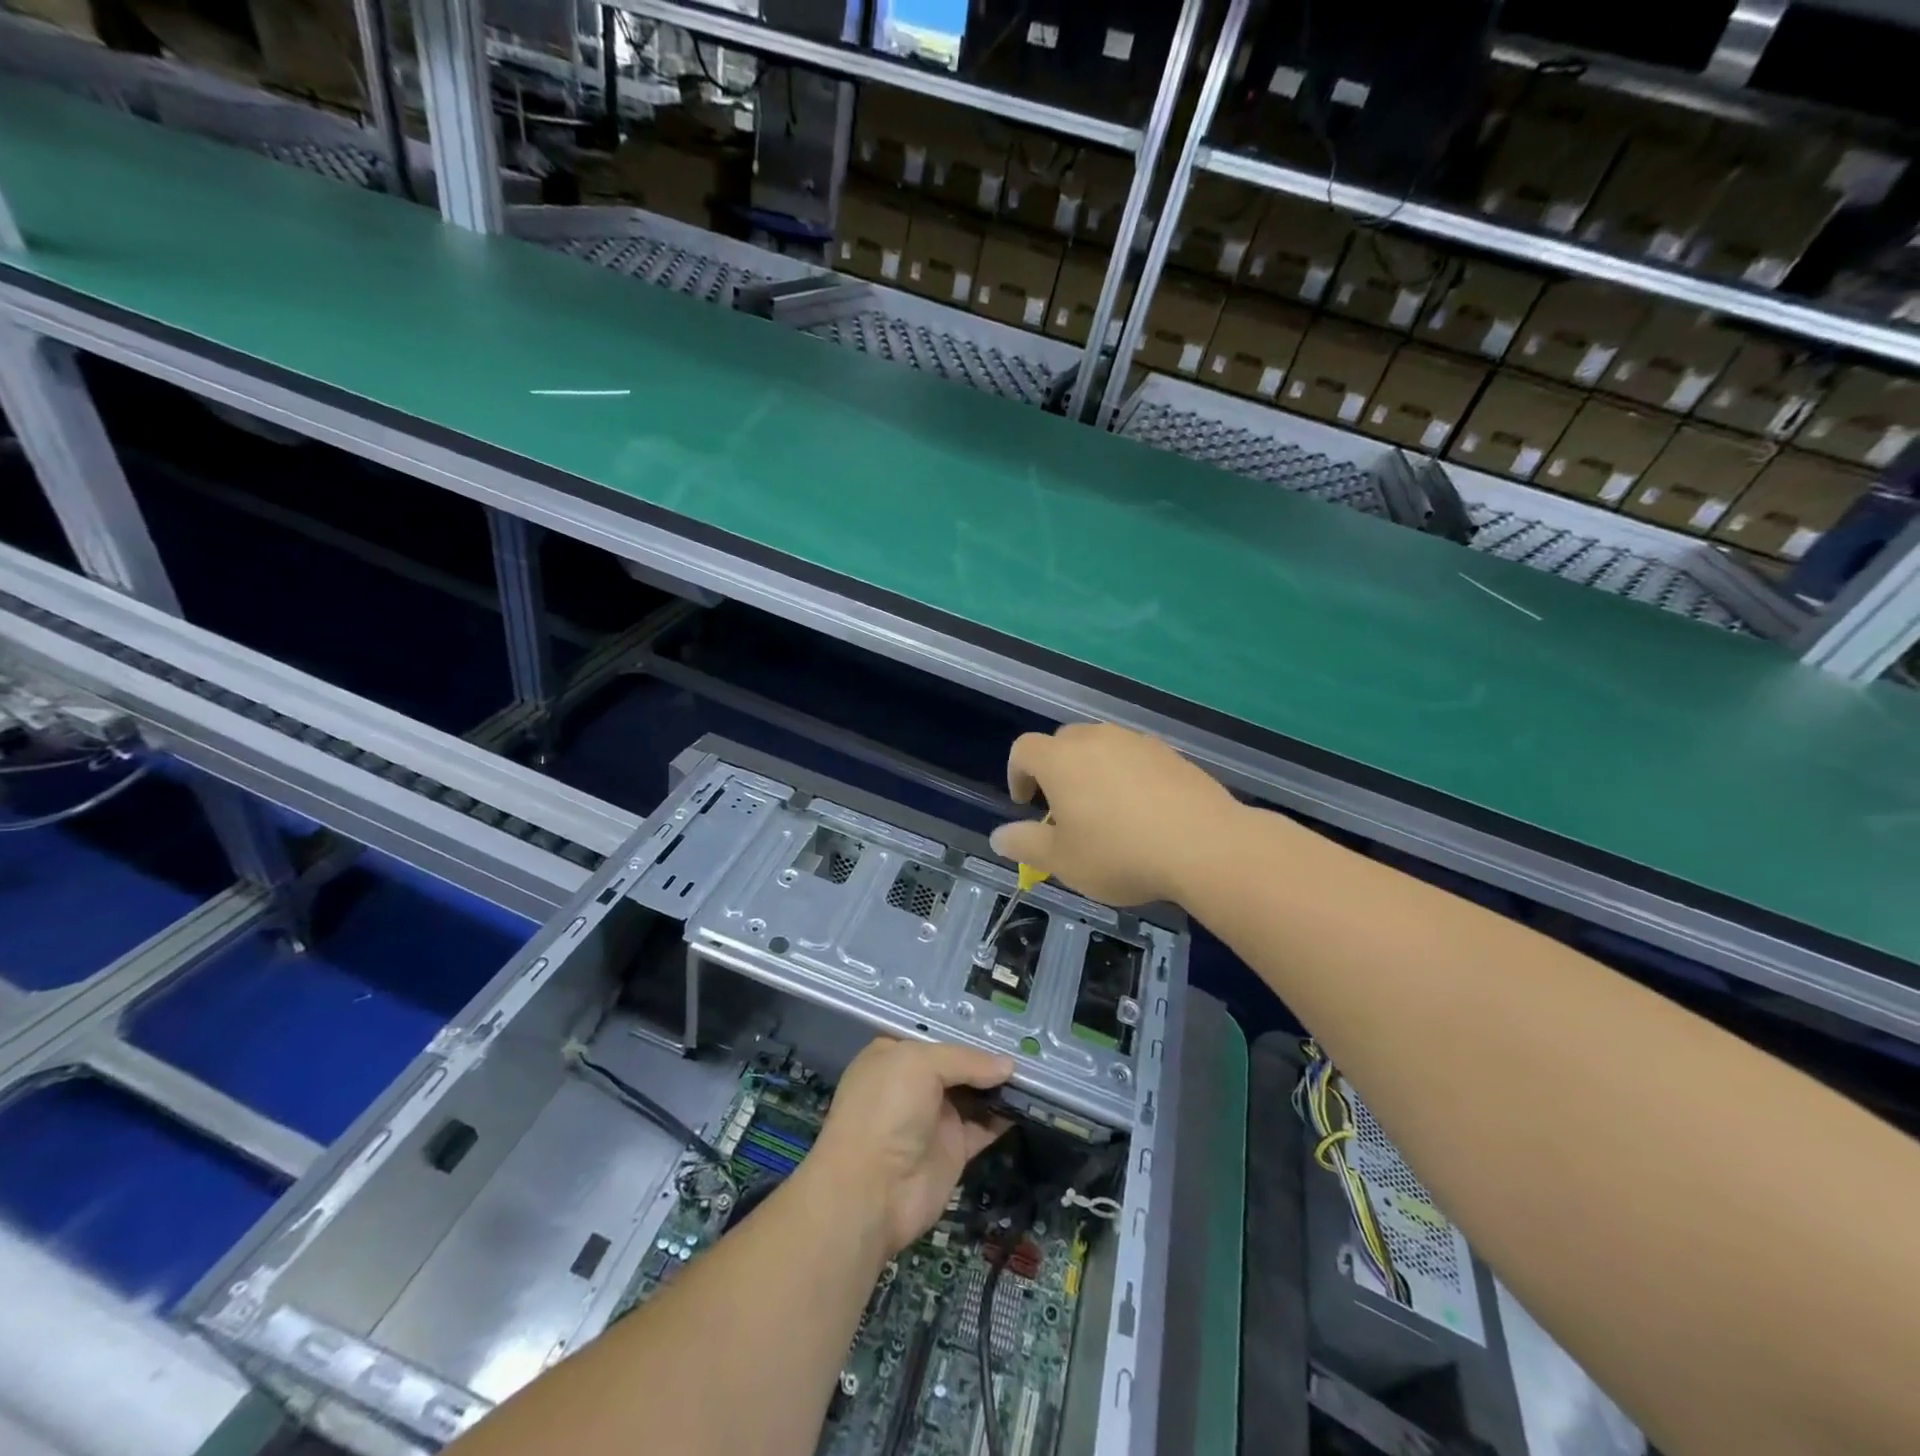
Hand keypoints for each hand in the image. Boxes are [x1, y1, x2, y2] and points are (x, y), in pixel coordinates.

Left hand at [807, 1038, 1012, 1258]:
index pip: (934, 1035)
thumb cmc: (886, 1109)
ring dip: (1001, 1086)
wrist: (871, 1191)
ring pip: (974, 1094)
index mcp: (894, 1054)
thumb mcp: (920, 1064)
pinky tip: (1033, 1103)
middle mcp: (913, 1083)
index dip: (964, 1029)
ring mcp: (933, 1117)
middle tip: (1029, 1043)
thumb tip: (1008, 1066)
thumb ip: (965, 1060)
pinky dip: (1006, 1116)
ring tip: (1037, 1070)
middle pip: (958, 1064)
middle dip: (988, 1057)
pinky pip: (985, 1126)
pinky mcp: (953, 1149)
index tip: (1001, 1022)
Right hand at [989, 723, 1237, 907]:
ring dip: (1093, 771)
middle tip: (1064, 809)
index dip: (1017, 774)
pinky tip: (1142, 812)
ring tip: (1105, 811)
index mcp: (1061, 760)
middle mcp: (1097, 739)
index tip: (1026, 804)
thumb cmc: (1120, 854)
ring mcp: (1137, 743)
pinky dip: (1127, 776)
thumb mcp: (1062, 861)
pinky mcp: (1170, 754)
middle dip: (1055, 770)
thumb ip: (1025, 844)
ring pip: (1102, 747)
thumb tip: (998, 836)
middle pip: (1063, 742)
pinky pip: (1135, 758)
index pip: (1024, 749)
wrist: (1204, 846)